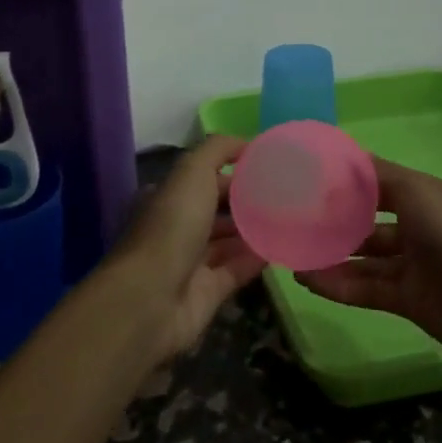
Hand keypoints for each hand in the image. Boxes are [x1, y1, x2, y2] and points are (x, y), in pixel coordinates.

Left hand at [103, 135, 265, 364]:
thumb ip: (218, 150)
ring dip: (253, 230)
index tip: (268, 165)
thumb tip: (247, 143)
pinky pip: (236, 270)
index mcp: (168, 197)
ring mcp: (191, 262)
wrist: (152, 299)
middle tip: (285, 193)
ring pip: (227, 241)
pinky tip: (282, 248)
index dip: (232, 169)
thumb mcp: (192, 172)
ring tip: (289, 218)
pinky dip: (256, 259)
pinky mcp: (207, 293)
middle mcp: (177, 227)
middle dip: (246, 201)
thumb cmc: (171, 226)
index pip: (203, 177)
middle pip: (216, 209)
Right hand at [299, 157, 441, 369]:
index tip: (308, 179)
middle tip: (293, 221)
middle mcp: (416, 229)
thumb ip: (377, 176)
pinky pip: (365, 290)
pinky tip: (306, 279)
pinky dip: (337, 285)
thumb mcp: (416, 191)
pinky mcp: (406, 301)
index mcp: (422, 198)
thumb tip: (340, 160)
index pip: (376, 185)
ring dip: (330, 256)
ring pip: (362, 259)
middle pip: (366, 223)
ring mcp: (411, 267)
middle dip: (334, 222)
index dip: (345, 182)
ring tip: (292, 253)